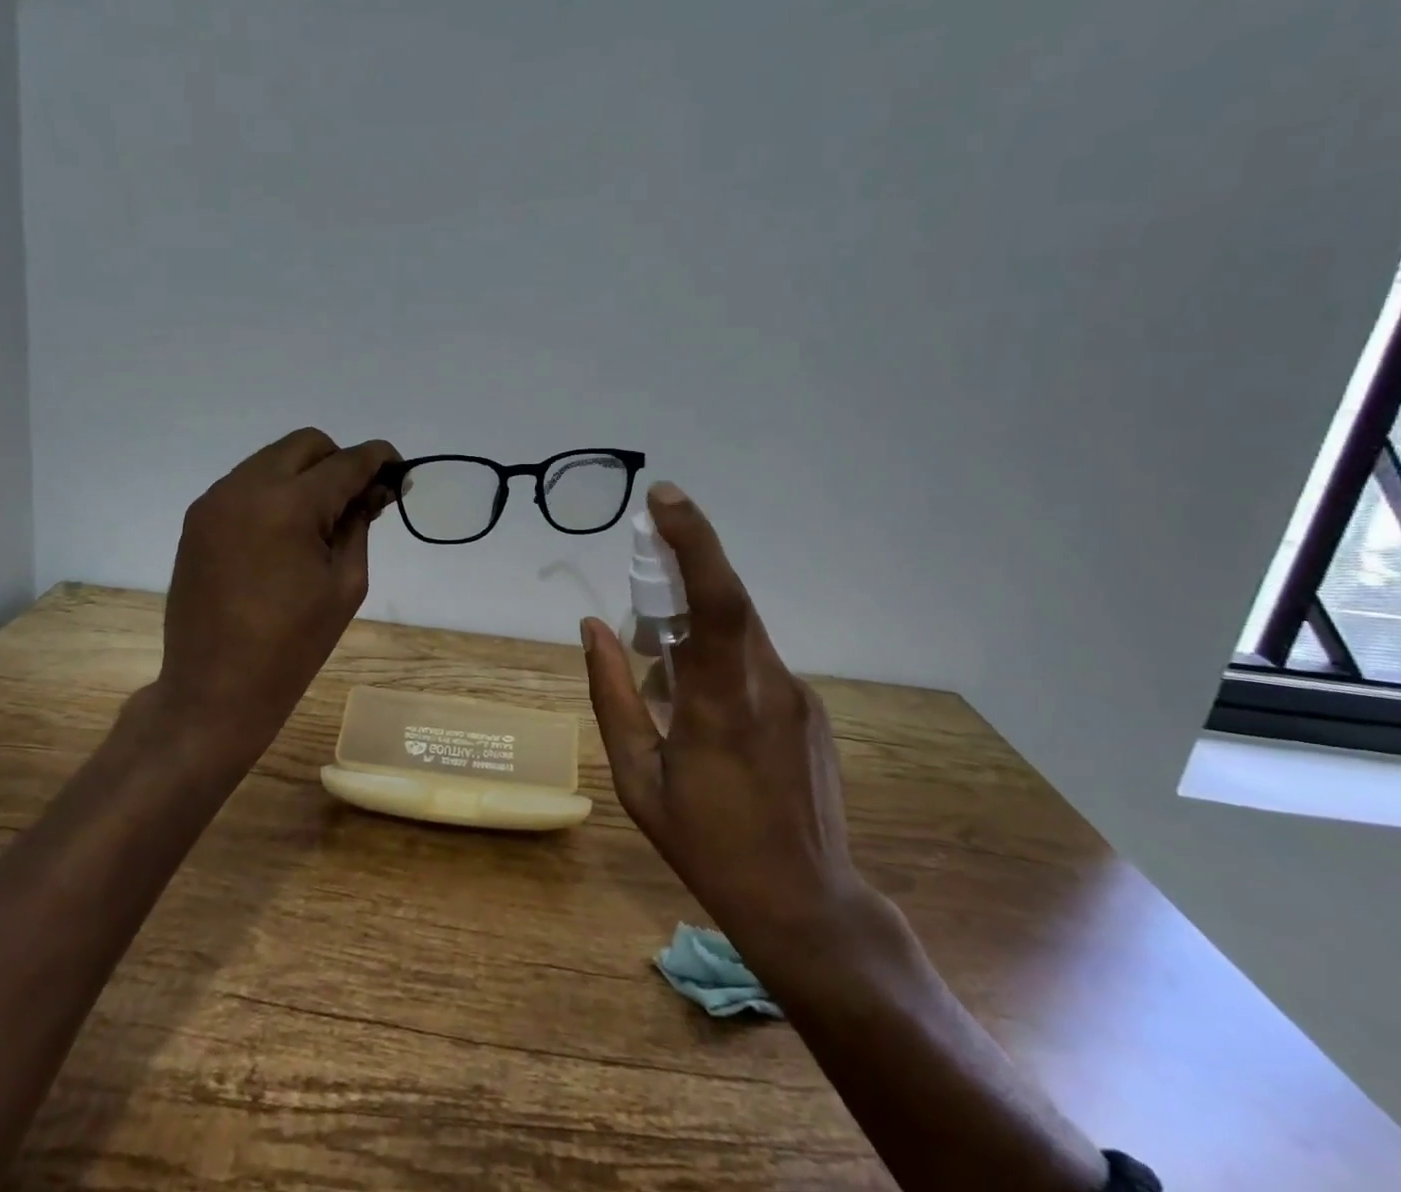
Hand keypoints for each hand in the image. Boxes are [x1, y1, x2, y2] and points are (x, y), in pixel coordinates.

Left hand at [148, 428, 398, 771]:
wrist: (214, 688)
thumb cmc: (293, 645)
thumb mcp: (346, 582)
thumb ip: (359, 524)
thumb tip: (374, 489)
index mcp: (289, 505)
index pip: (346, 462)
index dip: (379, 459)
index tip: (399, 470)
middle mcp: (246, 487)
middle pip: (306, 444)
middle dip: (339, 462)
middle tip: (357, 501)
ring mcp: (215, 500)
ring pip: (273, 459)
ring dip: (305, 475)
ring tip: (320, 520)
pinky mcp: (197, 518)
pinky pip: (246, 483)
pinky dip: (274, 491)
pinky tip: (284, 532)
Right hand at [582, 484, 869, 955]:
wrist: (805, 902)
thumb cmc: (706, 844)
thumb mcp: (637, 777)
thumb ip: (612, 694)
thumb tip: (592, 627)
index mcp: (720, 700)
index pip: (715, 597)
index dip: (693, 539)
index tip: (663, 498)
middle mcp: (767, 682)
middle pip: (728, 599)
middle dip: (683, 566)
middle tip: (642, 568)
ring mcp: (797, 693)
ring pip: (739, 630)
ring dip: (696, 621)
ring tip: (663, 662)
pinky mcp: (809, 706)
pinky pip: (755, 659)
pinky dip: (719, 655)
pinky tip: (702, 706)